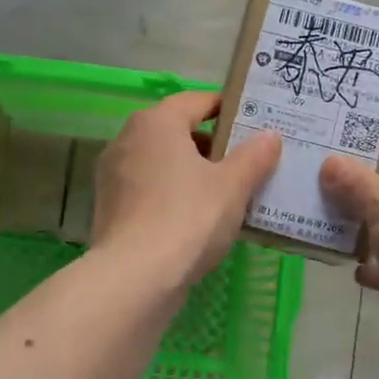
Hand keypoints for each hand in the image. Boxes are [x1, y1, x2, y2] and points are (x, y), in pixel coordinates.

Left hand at [92, 91, 281, 285]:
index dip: (226, 108)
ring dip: (190, 172)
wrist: (135, 277)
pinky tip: (195, 219)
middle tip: (244, 162)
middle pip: (176, 131)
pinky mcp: (108, 207)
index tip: (251, 122)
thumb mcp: (233, 186)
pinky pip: (148, 189)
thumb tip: (269, 135)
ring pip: (161, 162)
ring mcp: (113, 175)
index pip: (196, 101)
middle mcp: (127, 139)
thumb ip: (254, 156)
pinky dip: (171, 195)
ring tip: (225, 193)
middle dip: (210, 144)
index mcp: (156, 123)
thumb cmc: (189, 217)